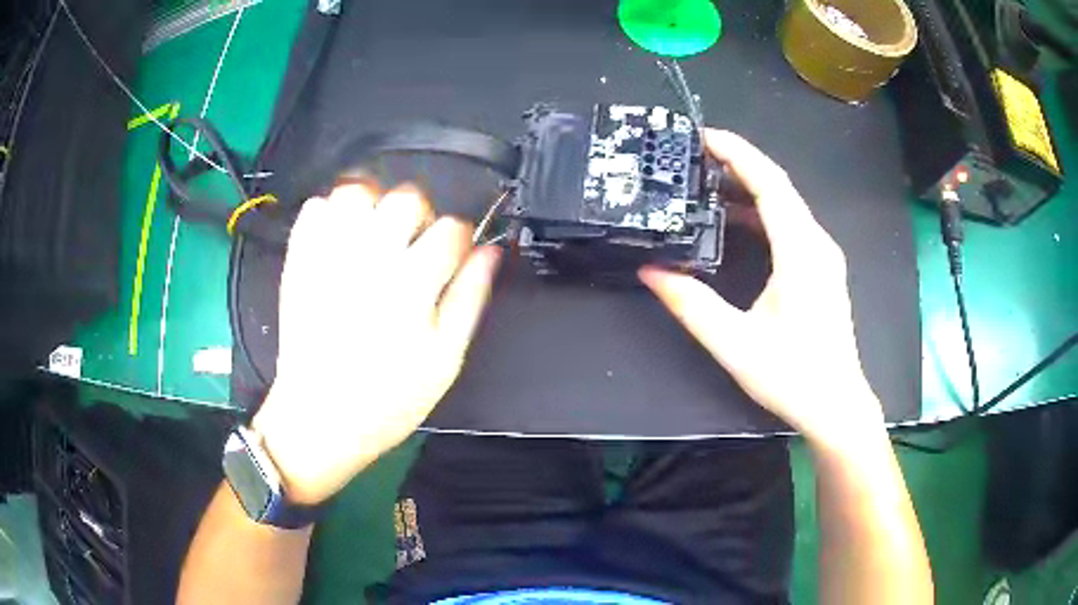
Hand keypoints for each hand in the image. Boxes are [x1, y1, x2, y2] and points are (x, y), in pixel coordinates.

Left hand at [252, 183, 500, 504]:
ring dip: (373, 205)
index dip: (460, 242)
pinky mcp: (299, 260)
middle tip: (412, 248)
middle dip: (419, 216)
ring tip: (374, 236)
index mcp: (411, 285)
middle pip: (406, 198)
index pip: (451, 231)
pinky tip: (341, 240)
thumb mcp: (445, 359)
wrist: (319, 416)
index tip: (452, 259)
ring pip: (357, 190)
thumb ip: (470, 298)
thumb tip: (491, 252)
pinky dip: (331, 213)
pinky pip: (315, 206)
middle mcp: (368, 258)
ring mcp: (328, 255)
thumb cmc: (388, 398)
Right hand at [640, 130, 881, 444]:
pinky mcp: (822, 269)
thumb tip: (651, 270)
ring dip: (750, 187)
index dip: (738, 153)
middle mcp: (817, 244)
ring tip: (708, 181)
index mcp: (801, 252)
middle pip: (779, 186)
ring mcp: (823, 256)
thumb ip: (690, 304)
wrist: (836, 405)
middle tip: (695, 155)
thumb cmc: (792, 376)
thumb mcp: (733, 343)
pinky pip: (791, 225)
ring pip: (786, 205)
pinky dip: (762, 212)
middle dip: (739, 163)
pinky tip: (736, 221)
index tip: (703, 136)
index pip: (770, 184)